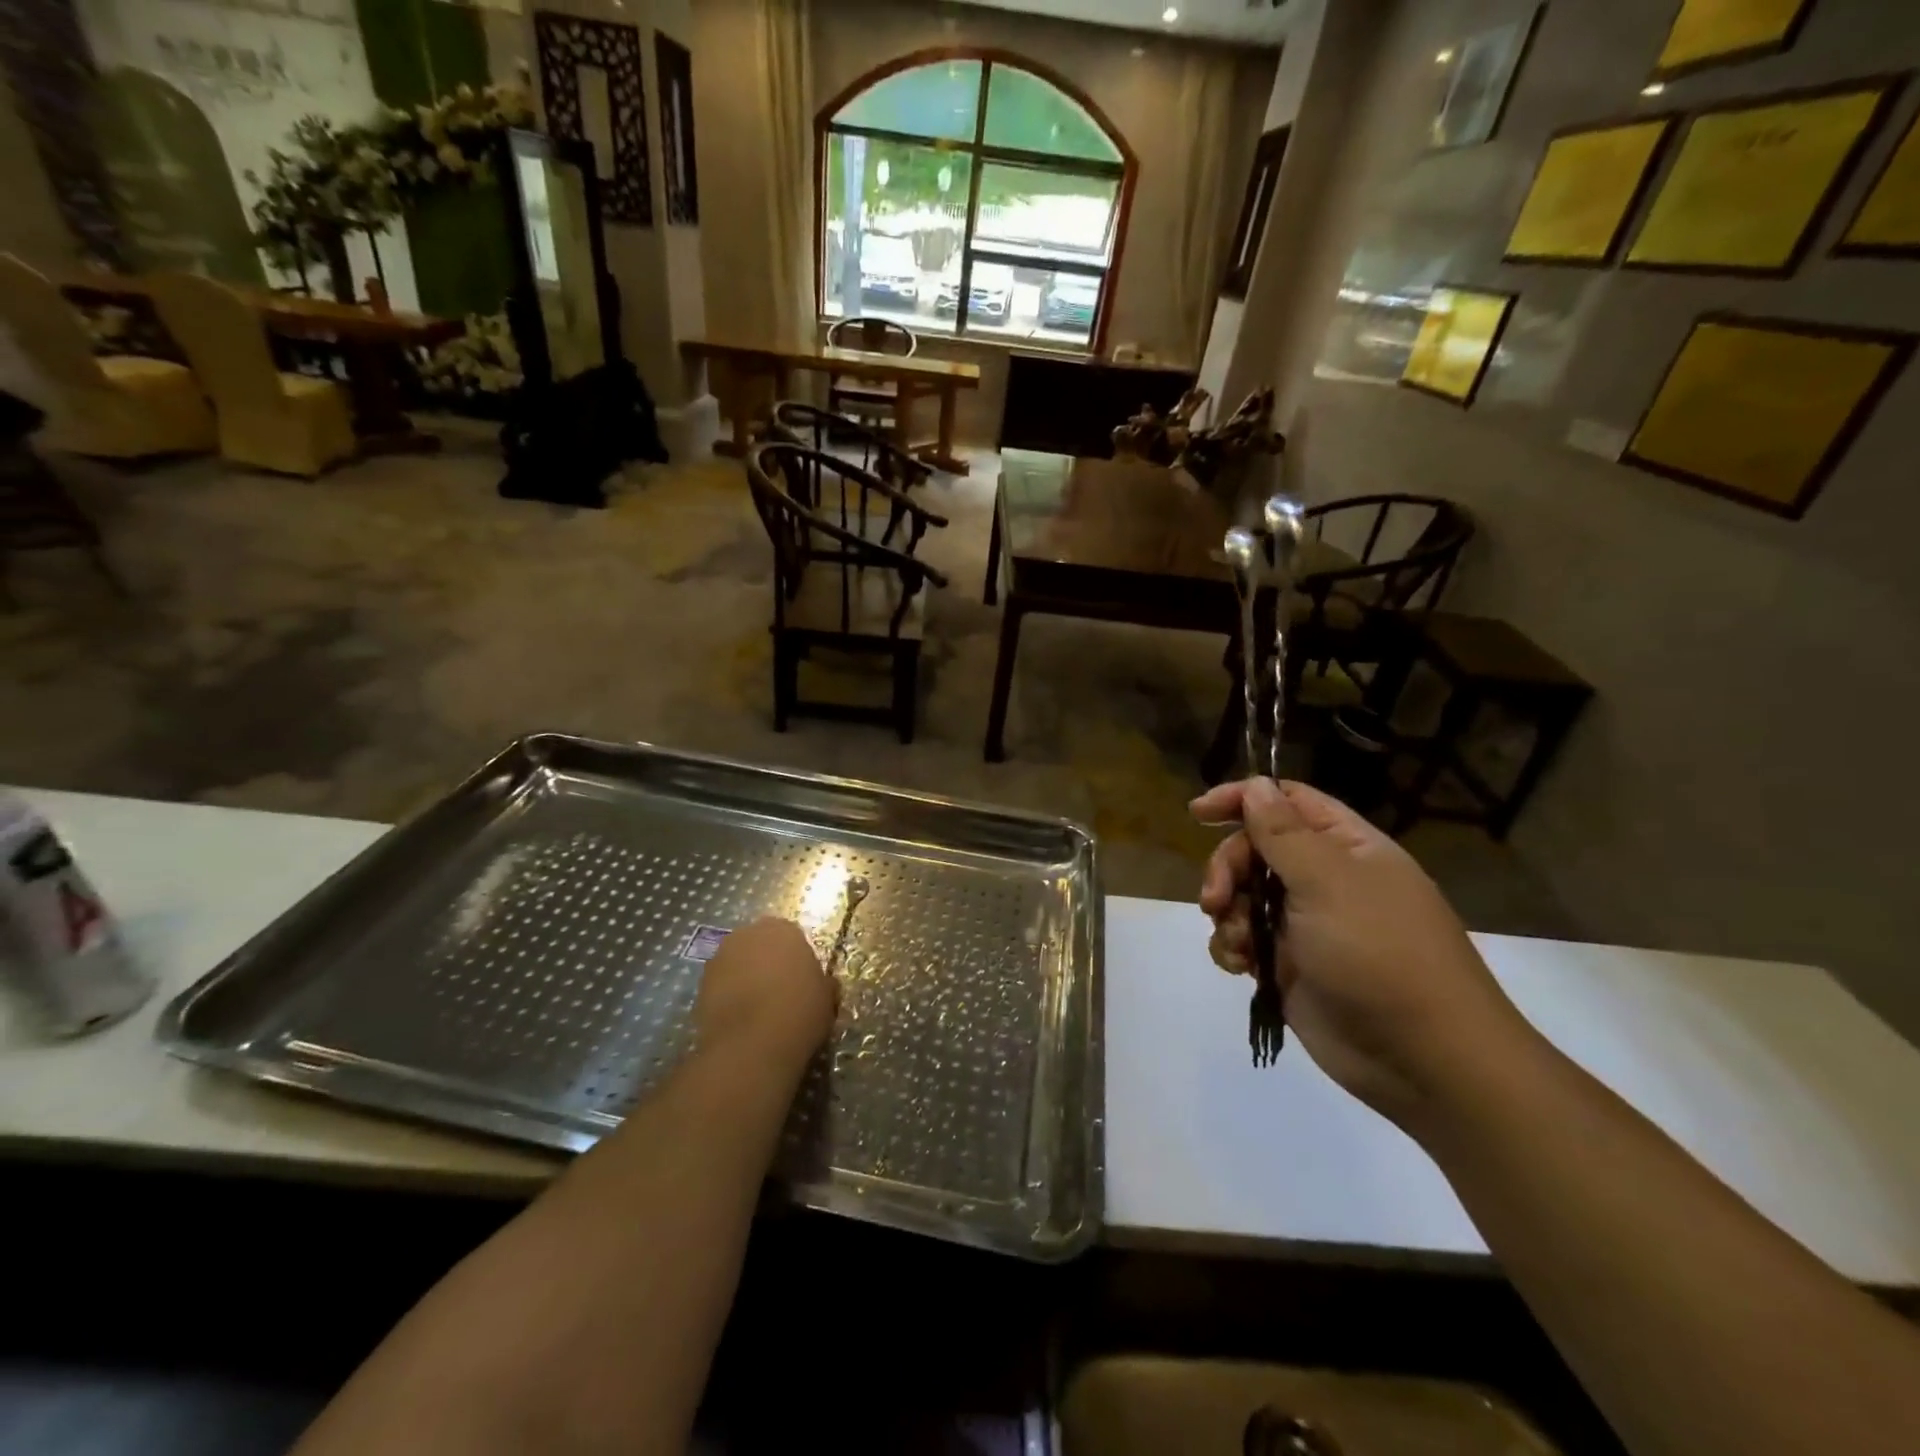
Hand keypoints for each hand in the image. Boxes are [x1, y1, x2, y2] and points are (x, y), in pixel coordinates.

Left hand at [693, 918, 835, 1070]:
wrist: (752, 1044)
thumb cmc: (799, 1011)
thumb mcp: (827, 996)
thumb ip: (822, 982)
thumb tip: (822, 984)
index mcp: (782, 929)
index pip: (790, 935)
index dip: (795, 958)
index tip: (801, 979)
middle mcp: (748, 934)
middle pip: (759, 944)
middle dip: (766, 962)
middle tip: (779, 991)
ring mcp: (719, 958)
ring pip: (737, 963)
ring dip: (745, 978)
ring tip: (757, 1009)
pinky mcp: (700, 985)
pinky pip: (721, 986)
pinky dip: (729, 997)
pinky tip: (740, 1021)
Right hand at [1191, 778, 1533, 1129]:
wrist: (1423, 1059)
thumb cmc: (1379, 954)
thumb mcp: (1327, 882)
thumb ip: (1282, 832)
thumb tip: (1255, 786)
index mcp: (1346, 848)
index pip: (1287, 801)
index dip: (1243, 799)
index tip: (1198, 814)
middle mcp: (1325, 880)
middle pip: (1255, 850)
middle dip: (1227, 868)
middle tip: (1216, 897)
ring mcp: (1305, 925)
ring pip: (1243, 896)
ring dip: (1226, 912)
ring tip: (1237, 942)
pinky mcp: (1288, 966)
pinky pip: (1243, 940)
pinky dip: (1232, 948)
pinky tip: (1239, 965)